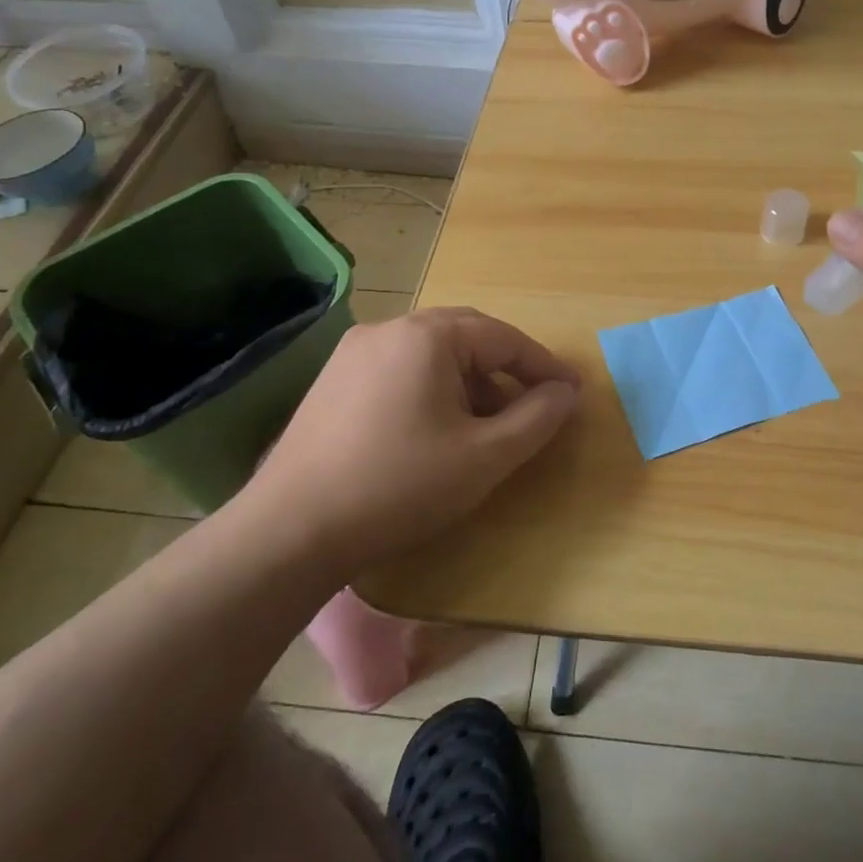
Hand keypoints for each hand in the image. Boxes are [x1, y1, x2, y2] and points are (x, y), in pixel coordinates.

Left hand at [241, 308, 580, 568]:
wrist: (290, 531)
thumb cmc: (400, 485)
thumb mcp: (485, 456)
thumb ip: (536, 418)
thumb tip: (567, 392)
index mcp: (427, 336)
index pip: (503, 338)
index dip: (544, 365)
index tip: (572, 392)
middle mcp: (389, 329)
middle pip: (466, 336)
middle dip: (506, 368)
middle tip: (534, 401)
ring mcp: (354, 353)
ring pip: (431, 354)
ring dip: (469, 380)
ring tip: (486, 423)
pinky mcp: (332, 382)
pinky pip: (399, 369)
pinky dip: (432, 388)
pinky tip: (436, 429)